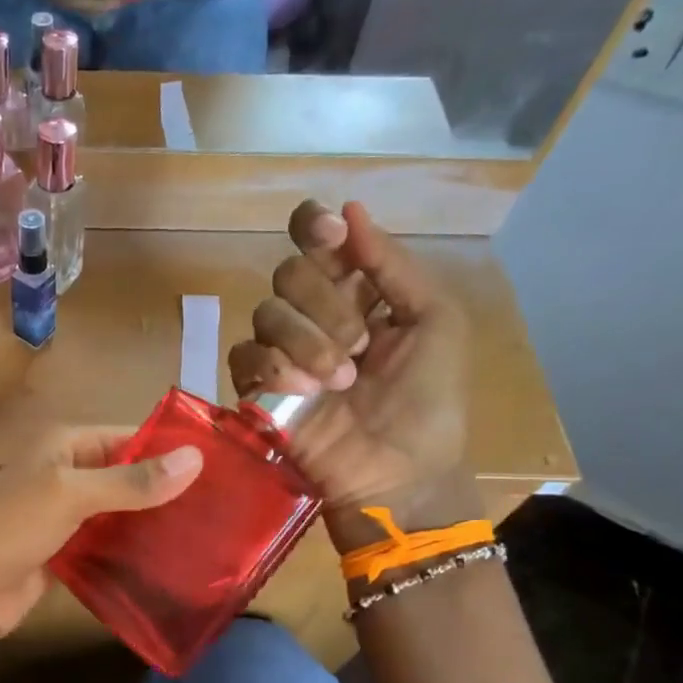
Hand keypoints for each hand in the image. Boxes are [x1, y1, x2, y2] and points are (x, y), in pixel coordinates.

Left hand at [0, 427, 203, 646]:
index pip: (130, 437)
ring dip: (155, 525)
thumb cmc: (7, 525)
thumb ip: (131, 480)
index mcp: (66, 445)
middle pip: (128, 477)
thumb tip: (196, 459)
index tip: (225, 469)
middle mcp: (68, 474)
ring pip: (121, 515)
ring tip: (211, 539)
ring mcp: (66, 517)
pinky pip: (108, 547)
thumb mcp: (70, 494)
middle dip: (169, 492)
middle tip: (228, 511)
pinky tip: (173, 565)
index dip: (172, 450)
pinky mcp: (65, 555)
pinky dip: (133, 553)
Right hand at [229, 200, 472, 543]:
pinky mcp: (257, 387)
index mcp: (358, 292)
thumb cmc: (429, 401)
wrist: (401, 472)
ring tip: (340, 381)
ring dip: (308, 342)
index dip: (315, 228)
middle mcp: (314, 314)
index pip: (318, 240)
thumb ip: (393, 265)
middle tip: (359, 344)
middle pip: (290, 272)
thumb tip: (349, 209)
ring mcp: (282, 351)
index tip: (333, 237)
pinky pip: (245, 354)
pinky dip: (274, 368)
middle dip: (325, 304)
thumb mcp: (436, 323)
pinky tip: (303, 393)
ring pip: (267, 312)